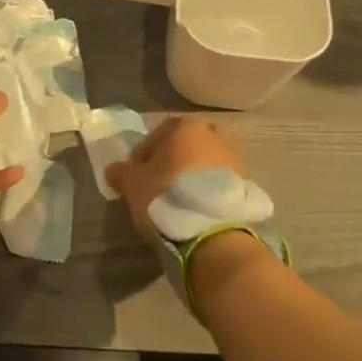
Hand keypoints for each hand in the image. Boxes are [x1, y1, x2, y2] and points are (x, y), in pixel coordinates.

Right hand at [106, 115, 245, 239]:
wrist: (213, 233)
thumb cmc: (166, 195)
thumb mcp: (132, 183)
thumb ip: (120, 172)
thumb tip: (114, 170)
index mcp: (186, 126)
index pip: (158, 134)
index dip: (144, 154)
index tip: (136, 174)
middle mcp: (214, 135)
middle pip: (186, 146)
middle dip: (173, 162)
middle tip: (159, 184)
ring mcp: (235, 160)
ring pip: (205, 164)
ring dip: (192, 177)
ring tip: (178, 201)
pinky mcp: (247, 186)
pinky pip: (219, 183)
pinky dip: (207, 192)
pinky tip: (195, 210)